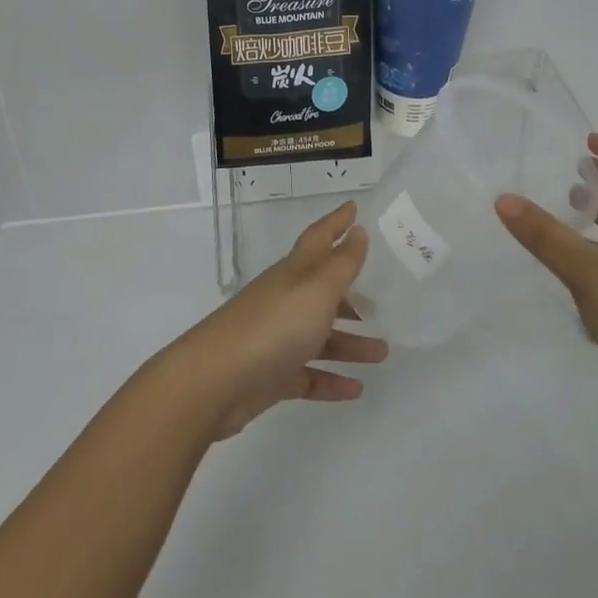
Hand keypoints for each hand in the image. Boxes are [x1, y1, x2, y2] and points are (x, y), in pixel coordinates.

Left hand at [164, 201, 388, 439]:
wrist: (215, 382)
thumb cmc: (273, 325)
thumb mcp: (316, 289)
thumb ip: (341, 263)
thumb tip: (357, 230)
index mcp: (295, 273)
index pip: (319, 238)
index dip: (336, 222)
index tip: (354, 208)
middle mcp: (286, 300)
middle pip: (323, 291)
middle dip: (351, 293)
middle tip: (382, 299)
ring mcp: (276, 338)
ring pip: (320, 336)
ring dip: (351, 343)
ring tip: (382, 352)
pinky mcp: (271, 376)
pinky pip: (308, 375)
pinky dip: (331, 381)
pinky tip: (356, 389)